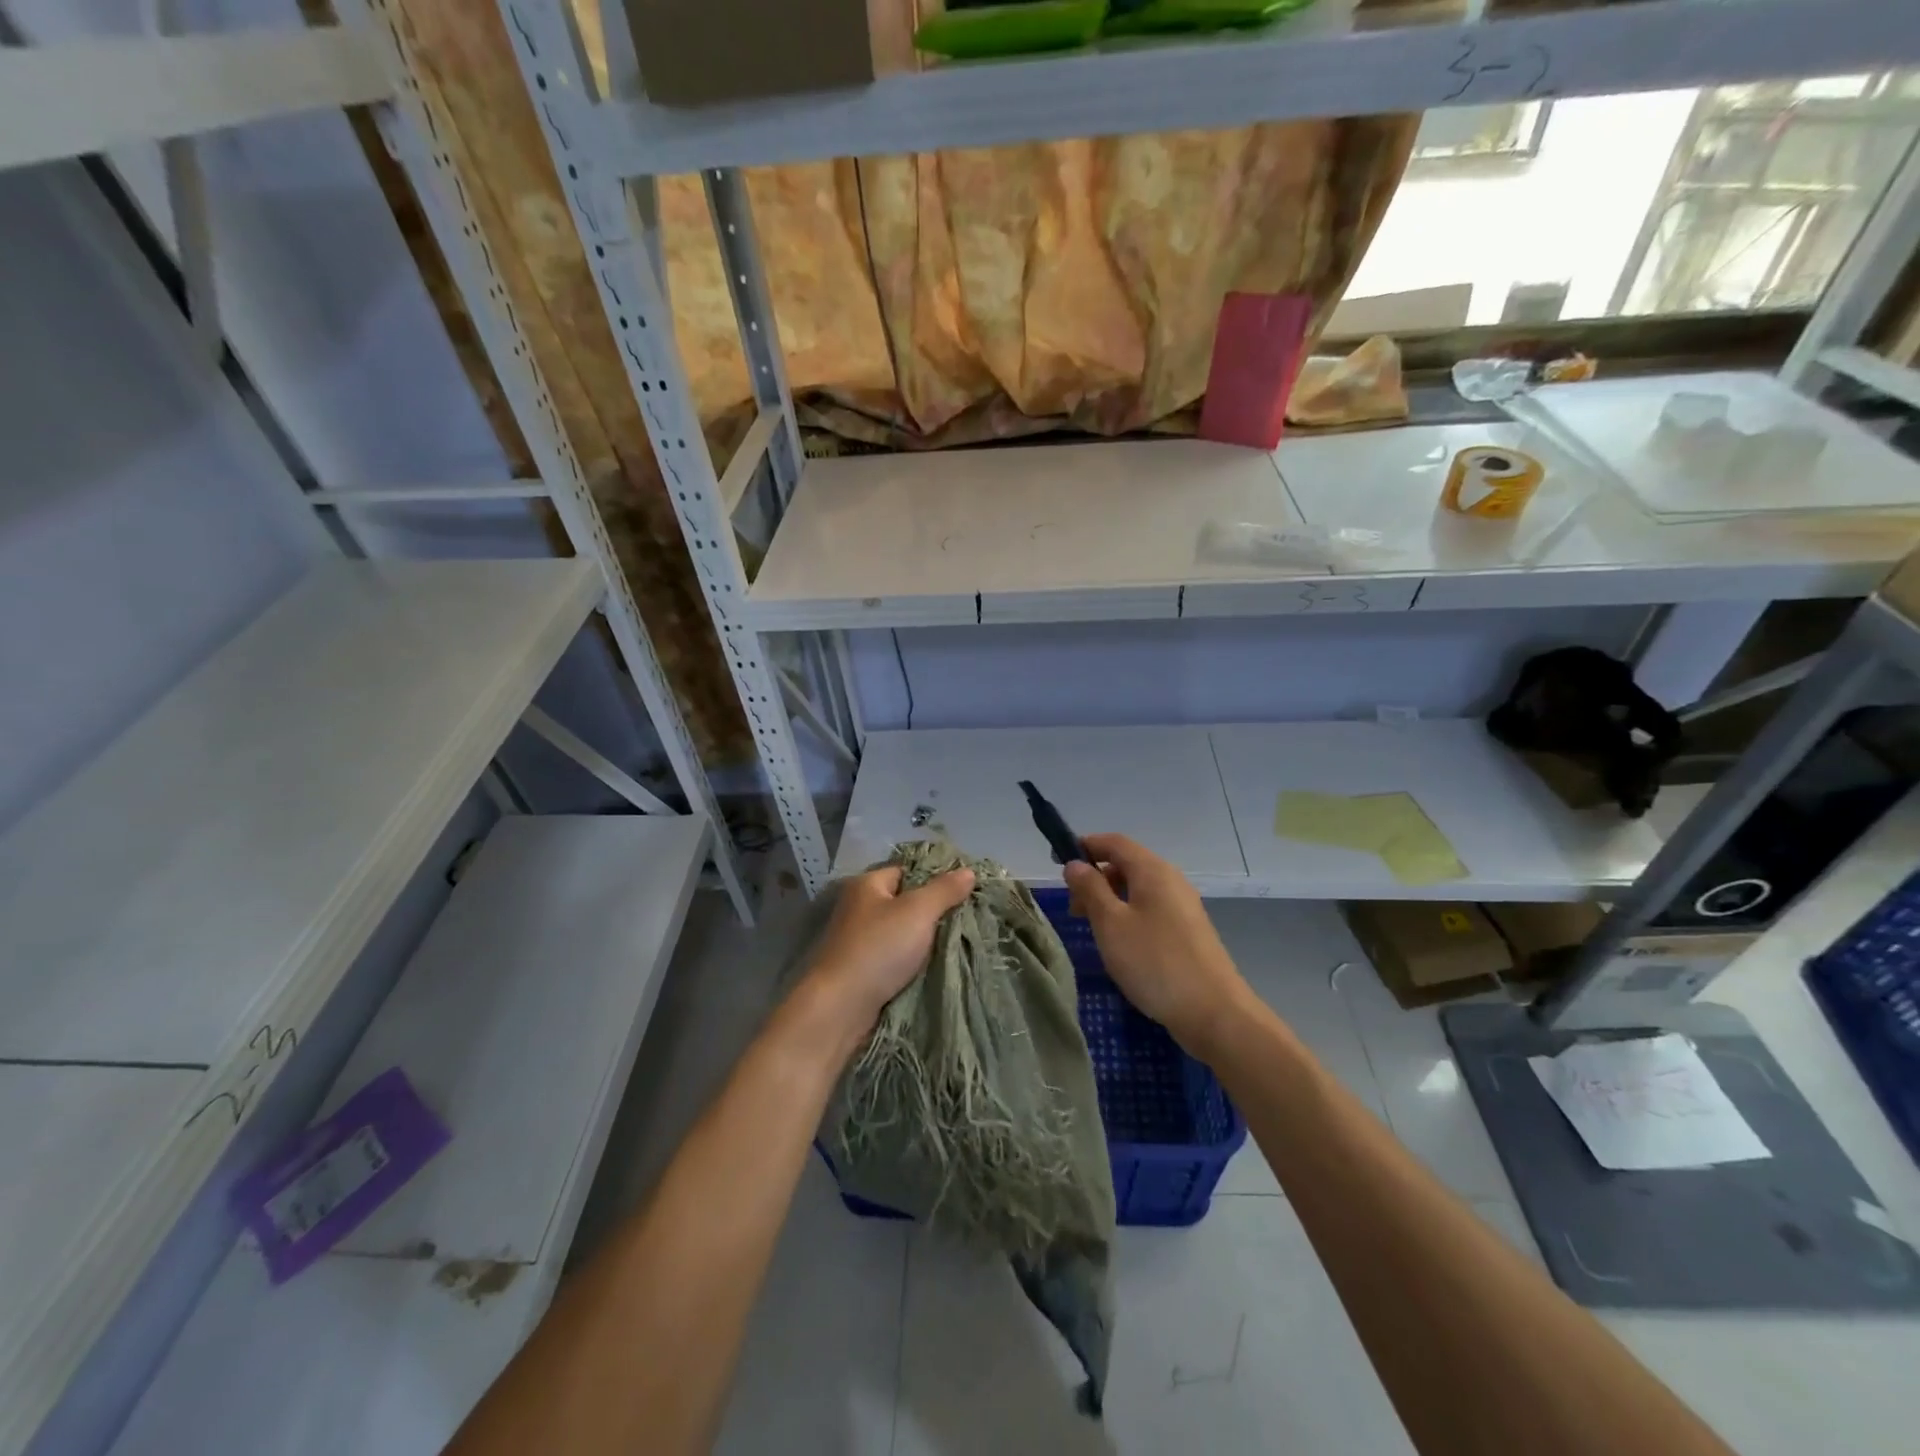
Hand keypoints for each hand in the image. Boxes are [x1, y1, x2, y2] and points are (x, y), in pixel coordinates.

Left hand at [800, 863, 975, 1047]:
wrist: (840, 1007)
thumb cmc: (878, 948)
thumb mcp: (918, 911)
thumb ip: (944, 890)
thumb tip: (968, 871)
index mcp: (867, 885)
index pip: (907, 871)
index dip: (935, 878)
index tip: (965, 891)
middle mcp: (859, 908)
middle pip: (905, 902)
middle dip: (934, 912)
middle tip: (967, 918)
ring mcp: (858, 940)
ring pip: (901, 933)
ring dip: (924, 940)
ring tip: (958, 942)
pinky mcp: (861, 969)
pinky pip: (894, 958)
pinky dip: (912, 962)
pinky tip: (934, 966)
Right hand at [1063, 834, 1250, 1055]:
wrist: (1214, 1012)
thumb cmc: (1155, 962)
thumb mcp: (1111, 924)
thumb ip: (1090, 889)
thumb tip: (1075, 864)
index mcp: (1153, 870)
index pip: (1115, 842)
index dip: (1086, 846)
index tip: (1058, 863)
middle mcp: (1171, 880)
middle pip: (1127, 864)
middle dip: (1096, 878)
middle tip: (1072, 908)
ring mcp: (1183, 906)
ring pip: (1139, 889)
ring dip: (1111, 900)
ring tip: (1092, 928)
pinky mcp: (1188, 931)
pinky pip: (1151, 910)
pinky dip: (1129, 915)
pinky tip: (1120, 944)